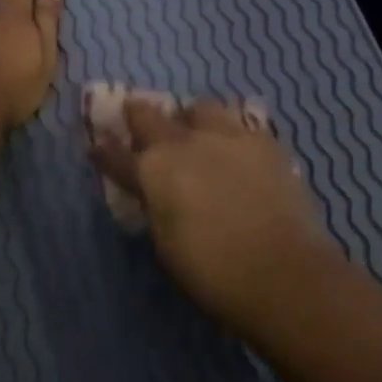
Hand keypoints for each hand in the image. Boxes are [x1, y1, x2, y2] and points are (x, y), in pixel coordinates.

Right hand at [90, 97, 337, 327]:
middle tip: (137, 117)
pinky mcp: (264, 142)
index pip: (116, 154)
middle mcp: (183, 143)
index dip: (104, 151)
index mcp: (152, 170)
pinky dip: (231, 134)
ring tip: (194, 130)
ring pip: (199, 108)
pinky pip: (240, 126)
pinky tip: (236, 149)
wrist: (284, 273)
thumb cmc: (212, 271)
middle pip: (149, 115)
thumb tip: (155, 193)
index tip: (97, 145)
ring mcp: (226, 137)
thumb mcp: (166, 242)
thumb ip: (156, 206)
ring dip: (190, 118)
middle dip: (138, 115)